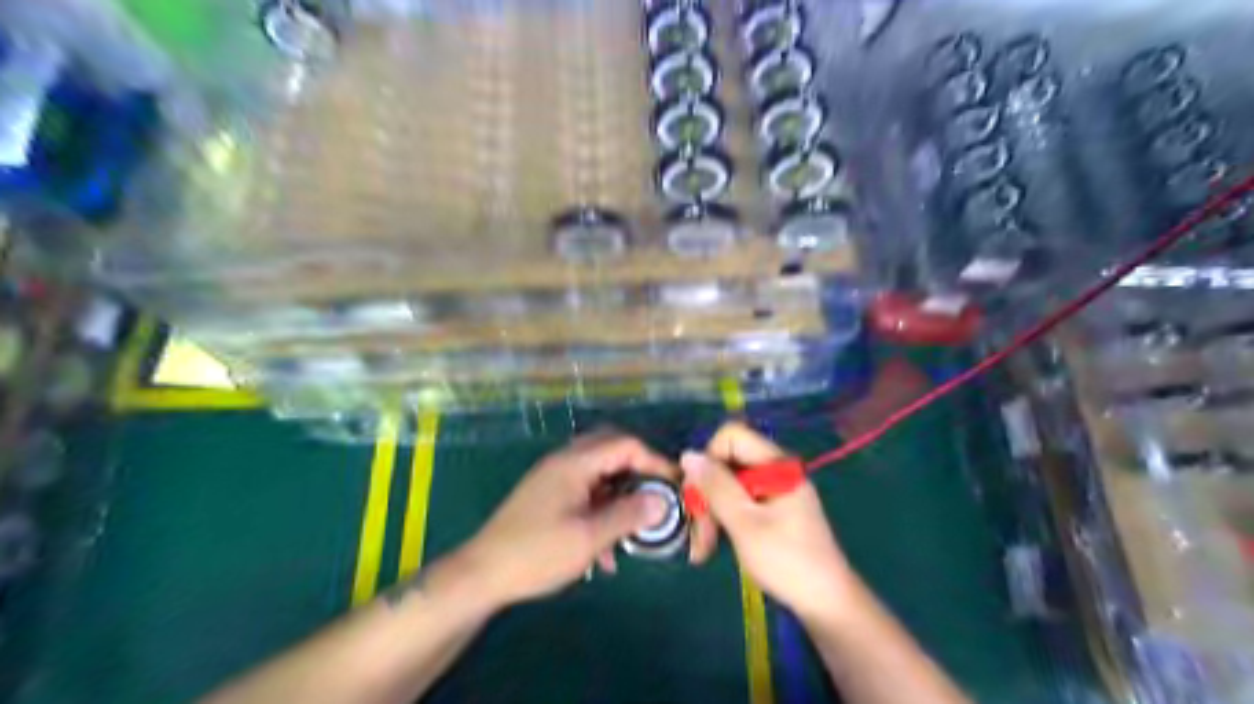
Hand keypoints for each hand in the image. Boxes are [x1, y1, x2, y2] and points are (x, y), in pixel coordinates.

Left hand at [459, 428, 676, 608]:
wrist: (481, 574)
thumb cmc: (536, 553)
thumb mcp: (588, 538)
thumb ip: (627, 515)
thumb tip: (662, 501)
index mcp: (574, 463)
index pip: (625, 445)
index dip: (654, 461)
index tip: (675, 485)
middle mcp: (564, 461)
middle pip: (611, 449)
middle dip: (639, 470)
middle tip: (657, 494)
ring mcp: (554, 477)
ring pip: (599, 472)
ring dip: (620, 493)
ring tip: (635, 526)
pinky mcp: (548, 496)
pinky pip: (585, 491)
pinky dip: (602, 508)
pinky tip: (606, 550)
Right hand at [682, 424, 857, 621]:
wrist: (826, 603)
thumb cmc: (787, 561)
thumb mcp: (745, 523)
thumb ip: (716, 487)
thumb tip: (688, 455)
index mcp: (777, 464)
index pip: (731, 436)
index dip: (709, 459)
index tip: (699, 494)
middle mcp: (775, 469)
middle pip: (726, 463)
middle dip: (706, 495)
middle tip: (697, 535)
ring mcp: (774, 489)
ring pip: (727, 485)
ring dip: (710, 513)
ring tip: (702, 549)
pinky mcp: (771, 508)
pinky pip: (737, 501)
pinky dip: (722, 520)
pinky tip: (712, 546)